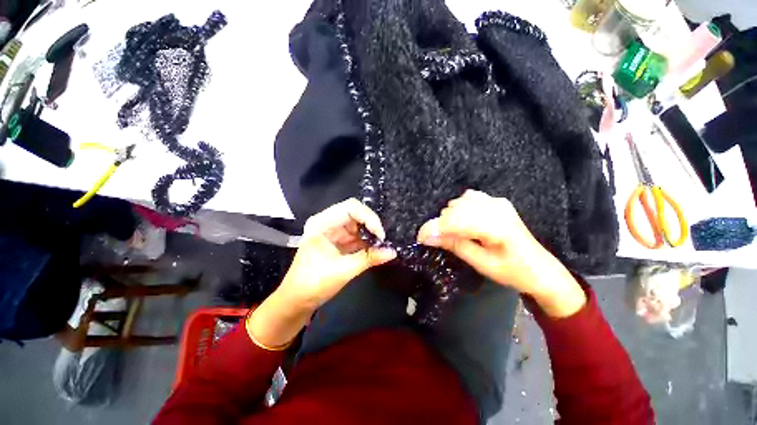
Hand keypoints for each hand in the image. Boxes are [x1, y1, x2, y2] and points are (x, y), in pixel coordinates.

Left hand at [247, 199, 394, 348]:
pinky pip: (357, 236)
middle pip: (356, 213)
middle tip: (383, 240)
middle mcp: (328, 222)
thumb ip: (369, 258)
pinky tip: (377, 248)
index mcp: (322, 223)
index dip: (369, 217)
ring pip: (358, 225)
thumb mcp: (343, 270)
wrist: (297, 301)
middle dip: (371, 225)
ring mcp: (334, 232)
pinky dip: (367, 242)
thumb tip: (393, 252)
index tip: (380, 235)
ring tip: (383, 245)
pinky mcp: (339, 242)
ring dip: (371, 234)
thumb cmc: (313, 284)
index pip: (351, 207)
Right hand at [417, 190, 584, 317]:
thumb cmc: (512, 271)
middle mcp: (496, 208)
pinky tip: (462, 221)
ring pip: (459, 202)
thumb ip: (455, 245)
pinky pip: (468, 198)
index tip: (419, 238)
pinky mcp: (497, 201)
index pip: (455, 221)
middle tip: (437, 241)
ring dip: (449, 217)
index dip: (433, 228)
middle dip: (440, 224)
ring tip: (452, 233)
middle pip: (454, 209)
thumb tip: (428, 237)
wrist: (540, 269)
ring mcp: (497, 202)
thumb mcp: (481, 263)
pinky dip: (459, 209)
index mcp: (496, 226)